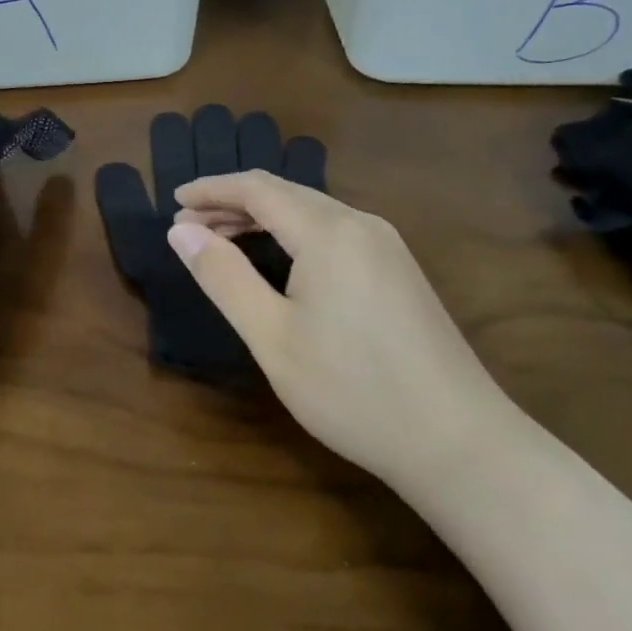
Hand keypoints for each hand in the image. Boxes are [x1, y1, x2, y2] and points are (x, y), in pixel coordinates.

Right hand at [167, 171, 520, 484]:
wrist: (458, 441)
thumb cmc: (352, 390)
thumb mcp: (272, 337)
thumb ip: (223, 277)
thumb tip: (180, 231)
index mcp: (329, 231)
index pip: (257, 188)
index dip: (211, 190)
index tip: (173, 202)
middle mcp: (361, 224)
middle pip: (285, 193)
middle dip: (232, 203)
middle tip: (188, 227)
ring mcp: (387, 246)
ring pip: (311, 211)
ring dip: (262, 218)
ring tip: (221, 240)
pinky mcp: (399, 270)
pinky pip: (334, 232)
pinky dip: (293, 234)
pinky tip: (278, 260)